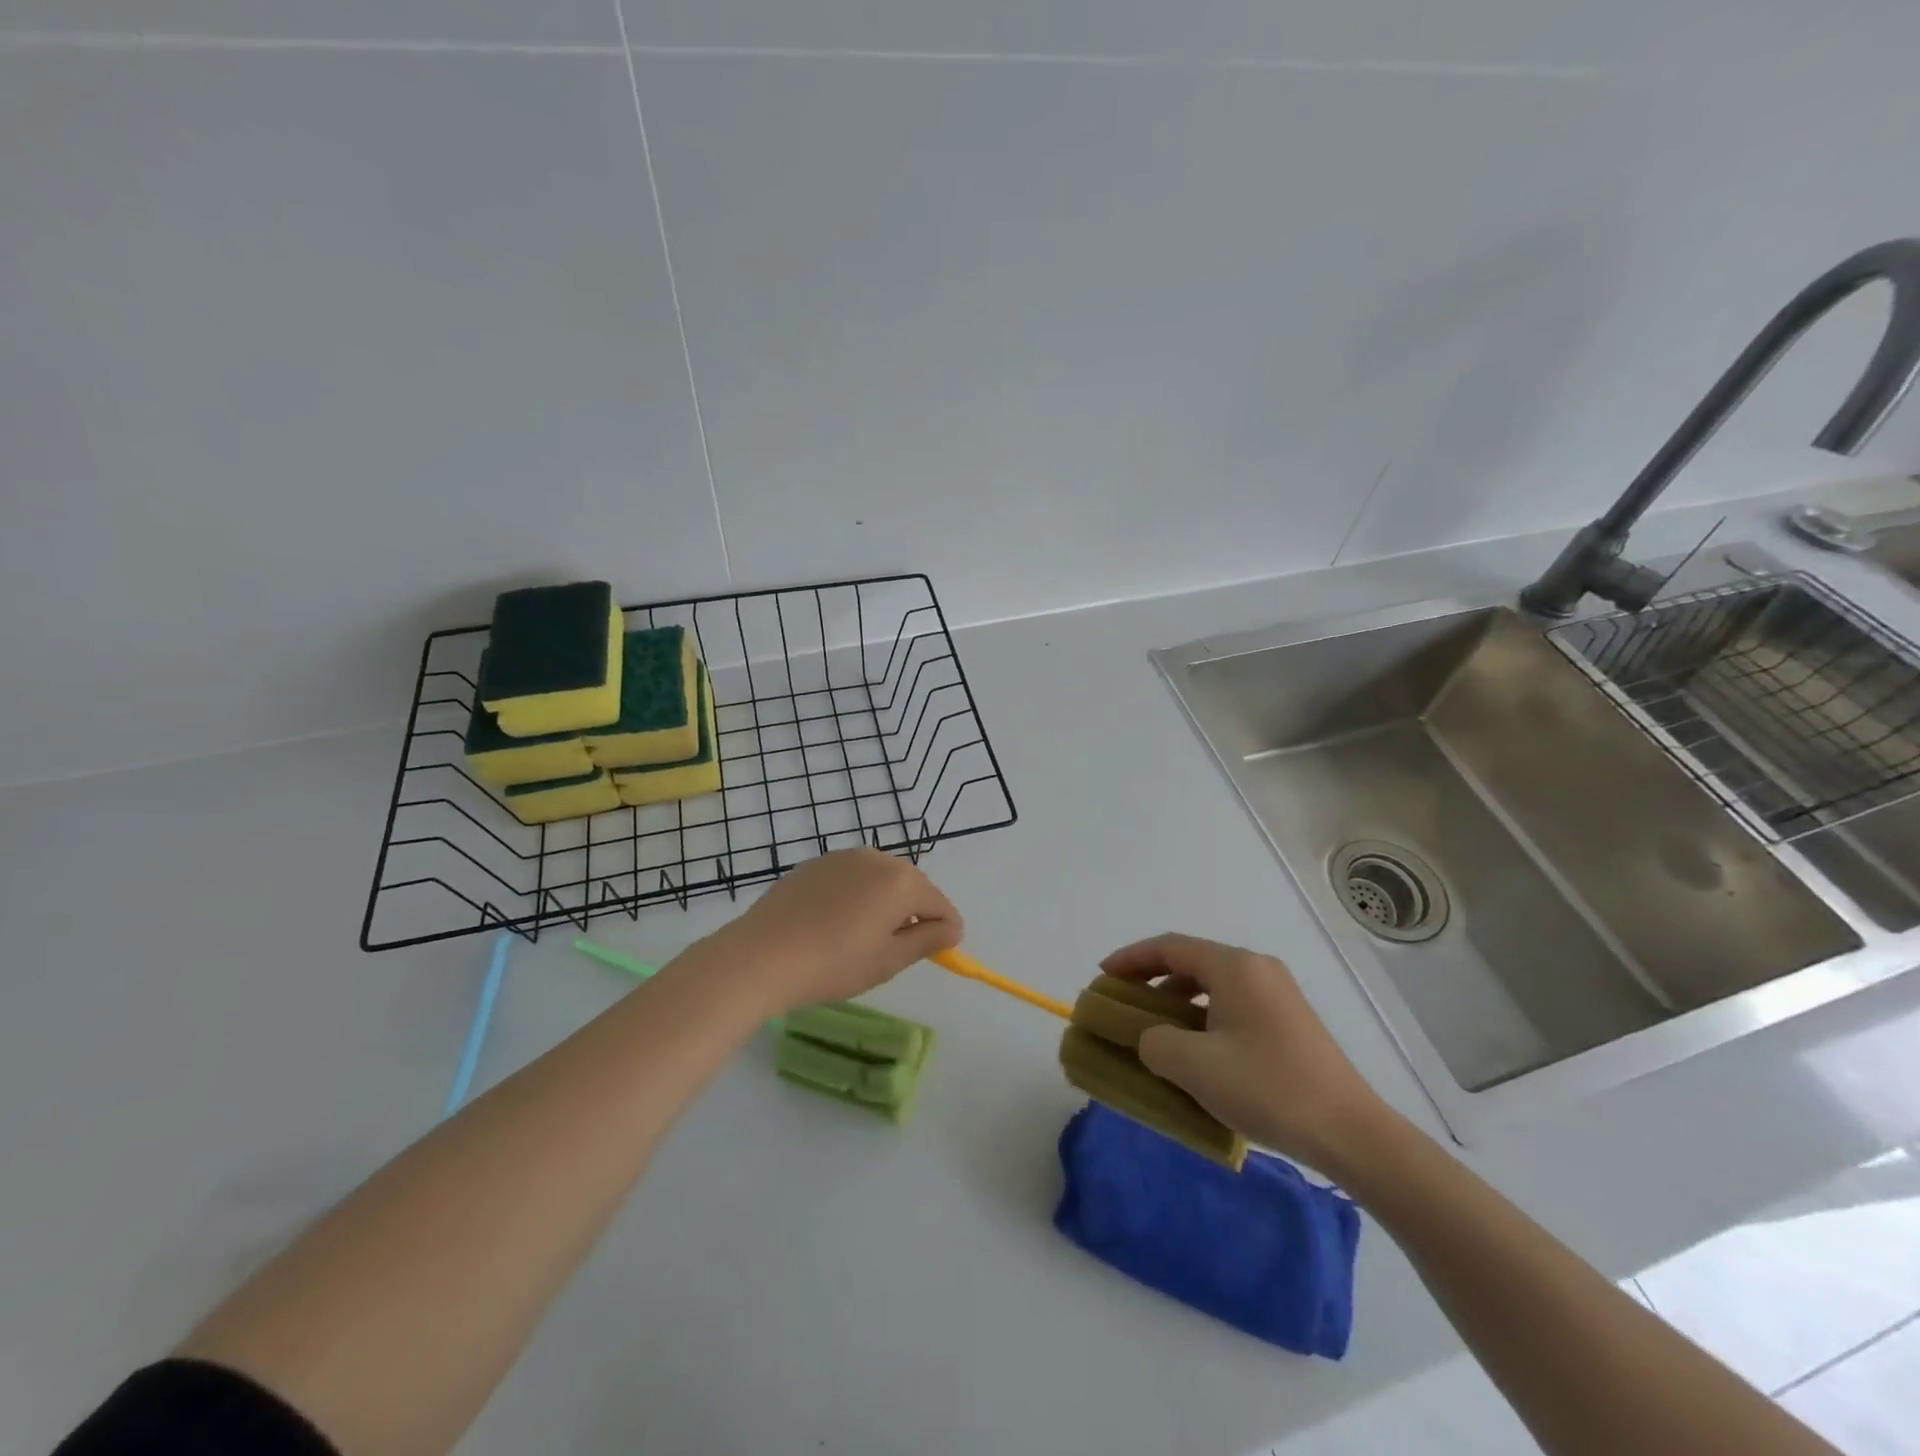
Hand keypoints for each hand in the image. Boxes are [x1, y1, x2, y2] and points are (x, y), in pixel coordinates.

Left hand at [710, 849, 962, 1013]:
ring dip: (884, 903)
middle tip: (895, 951)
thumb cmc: (834, 963)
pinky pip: (852, 878)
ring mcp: (844, 857)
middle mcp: (877, 858)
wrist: (761, 955)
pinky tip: (834, 925)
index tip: (936, 954)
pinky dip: (856, 897)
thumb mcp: (889, 960)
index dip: (945, 931)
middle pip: (912, 886)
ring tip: (862, 939)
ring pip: (881, 880)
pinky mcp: (816, 863)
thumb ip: (928, 940)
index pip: (941, 905)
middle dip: (914, 914)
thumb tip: (952, 928)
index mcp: (902, 881)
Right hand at [1100, 932, 1389, 1171]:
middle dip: (1152, 979)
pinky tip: (1198, 1052)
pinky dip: (1204, 1017)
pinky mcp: (1291, 1022)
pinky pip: (1233, 1005)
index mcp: (1234, 966)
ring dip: (1178, 1001)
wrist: (1350, 1133)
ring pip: (1214, 985)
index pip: (1170, 947)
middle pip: (1192, 962)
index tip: (1103, 976)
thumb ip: (1154, 1042)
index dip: (1131, 958)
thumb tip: (1151, 1039)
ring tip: (1156, 1030)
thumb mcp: (1193, 1066)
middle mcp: (1257, 969)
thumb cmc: (1267, 1088)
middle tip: (1125, 1003)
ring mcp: (1279, 995)